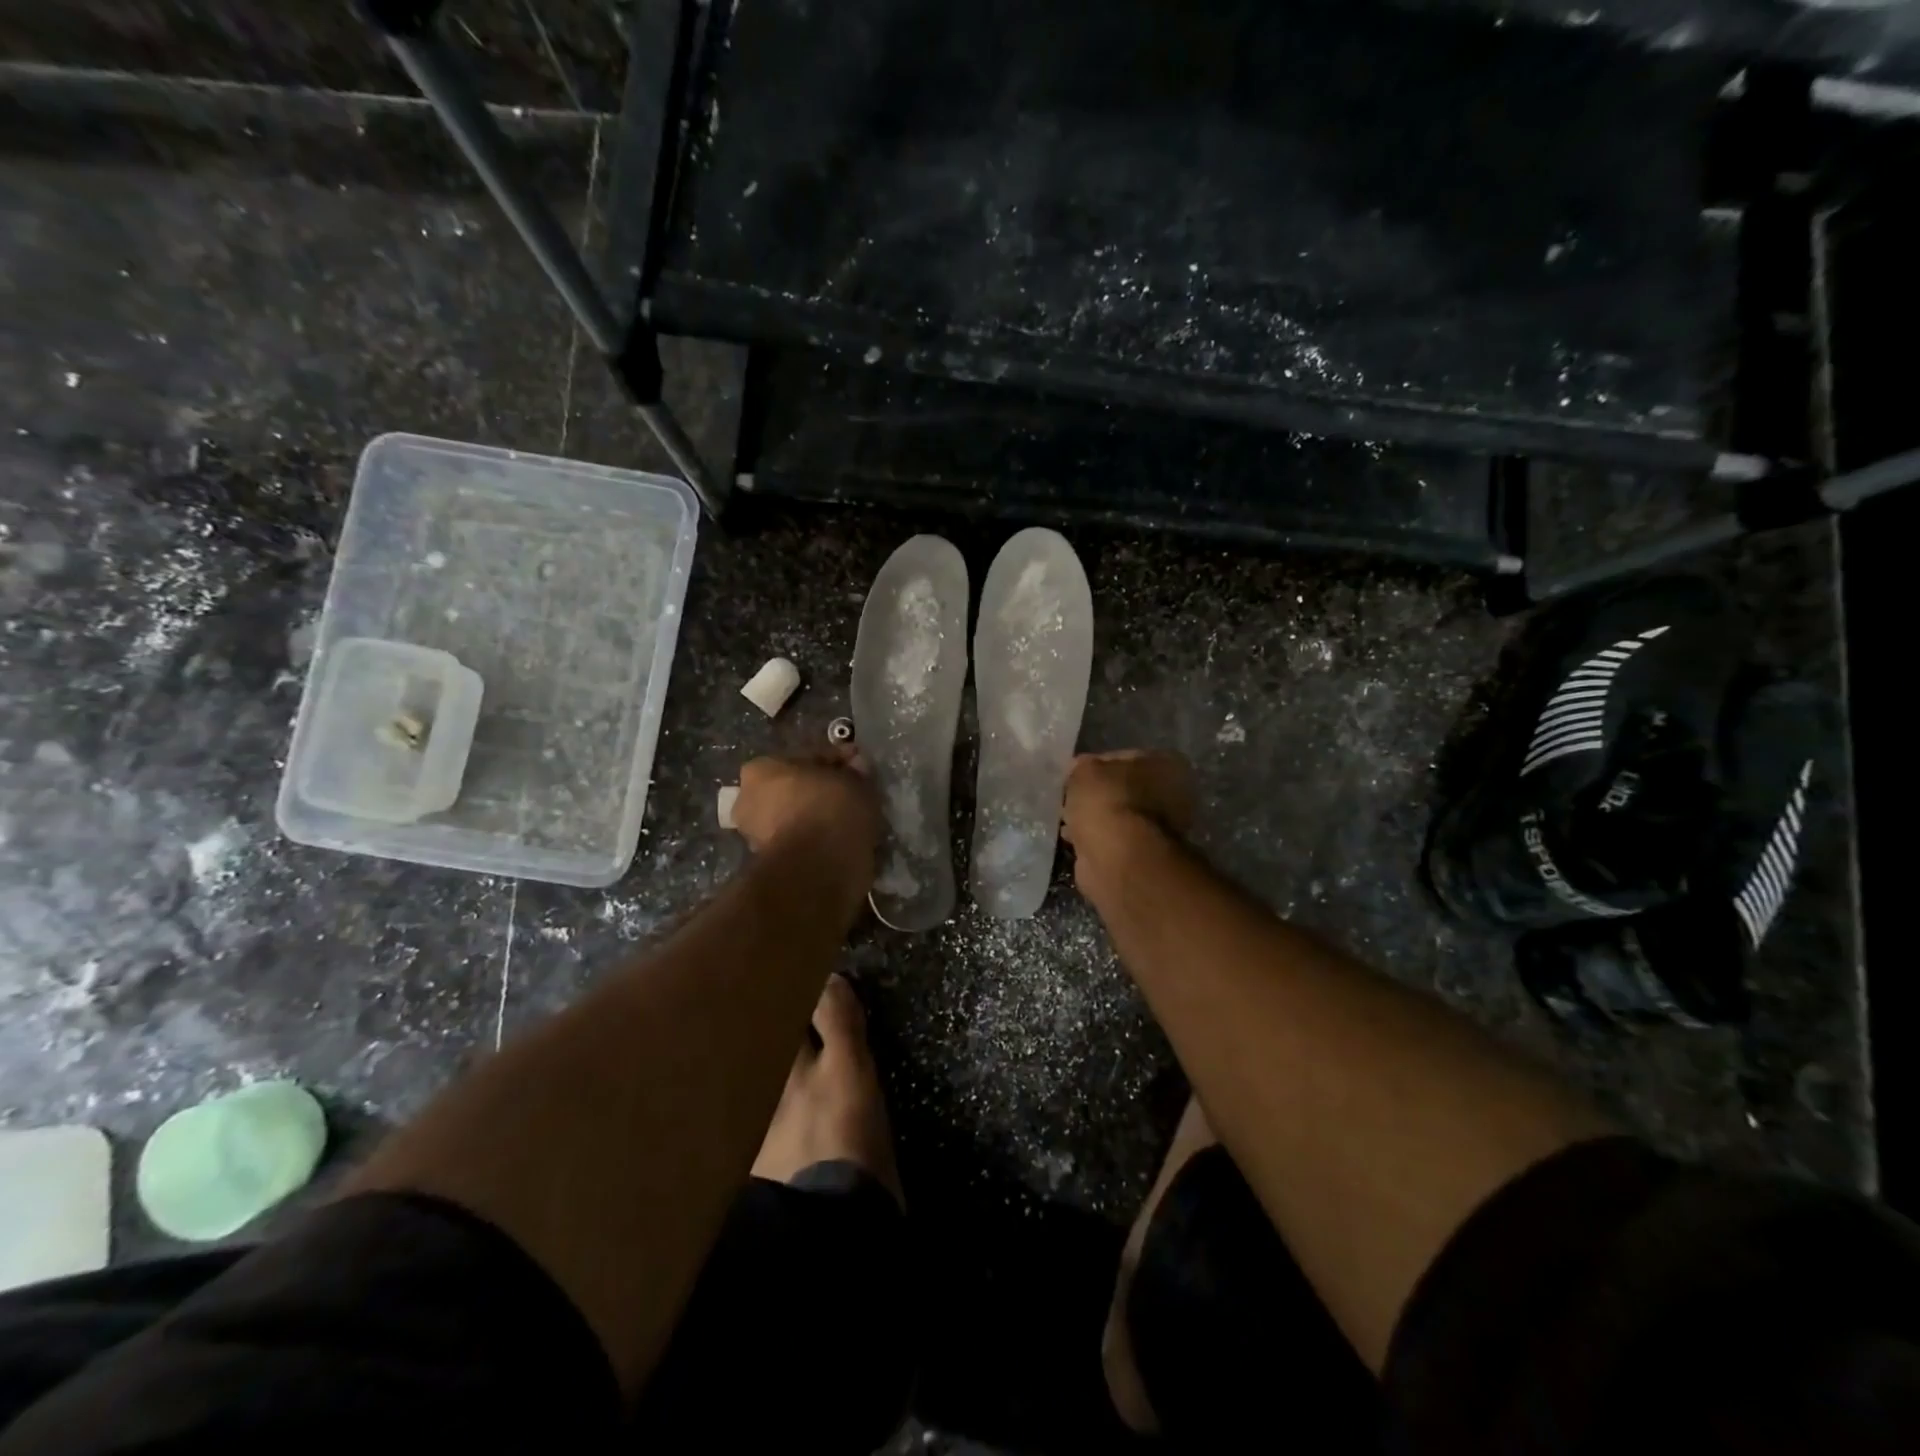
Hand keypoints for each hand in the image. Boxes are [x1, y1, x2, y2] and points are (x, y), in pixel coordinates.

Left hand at [732, 748, 882, 865]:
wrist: (817, 868)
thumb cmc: (829, 809)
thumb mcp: (853, 779)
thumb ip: (854, 771)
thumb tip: (856, 767)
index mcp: (760, 769)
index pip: (806, 757)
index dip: (837, 761)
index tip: (860, 767)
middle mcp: (749, 800)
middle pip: (796, 788)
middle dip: (822, 789)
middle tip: (855, 793)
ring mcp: (756, 835)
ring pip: (798, 816)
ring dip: (820, 815)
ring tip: (853, 819)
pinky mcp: (772, 863)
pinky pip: (802, 841)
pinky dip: (819, 839)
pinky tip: (843, 839)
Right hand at [1063, 751, 1194, 896]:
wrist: (1118, 858)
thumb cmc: (1107, 803)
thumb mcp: (1085, 770)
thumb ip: (1083, 766)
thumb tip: (1078, 770)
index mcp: (1167, 765)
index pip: (1125, 757)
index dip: (1096, 765)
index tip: (1075, 776)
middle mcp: (1173, 795)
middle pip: (1124, 788)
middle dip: (1098, 795)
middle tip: (1072, 799)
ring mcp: (1162, 828)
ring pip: (1119, 816)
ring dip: (1097, 819)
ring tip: (1068, 821)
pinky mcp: (1145, 856)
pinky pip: (1114, 839)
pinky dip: (1097, 840)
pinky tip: (1076, 840)